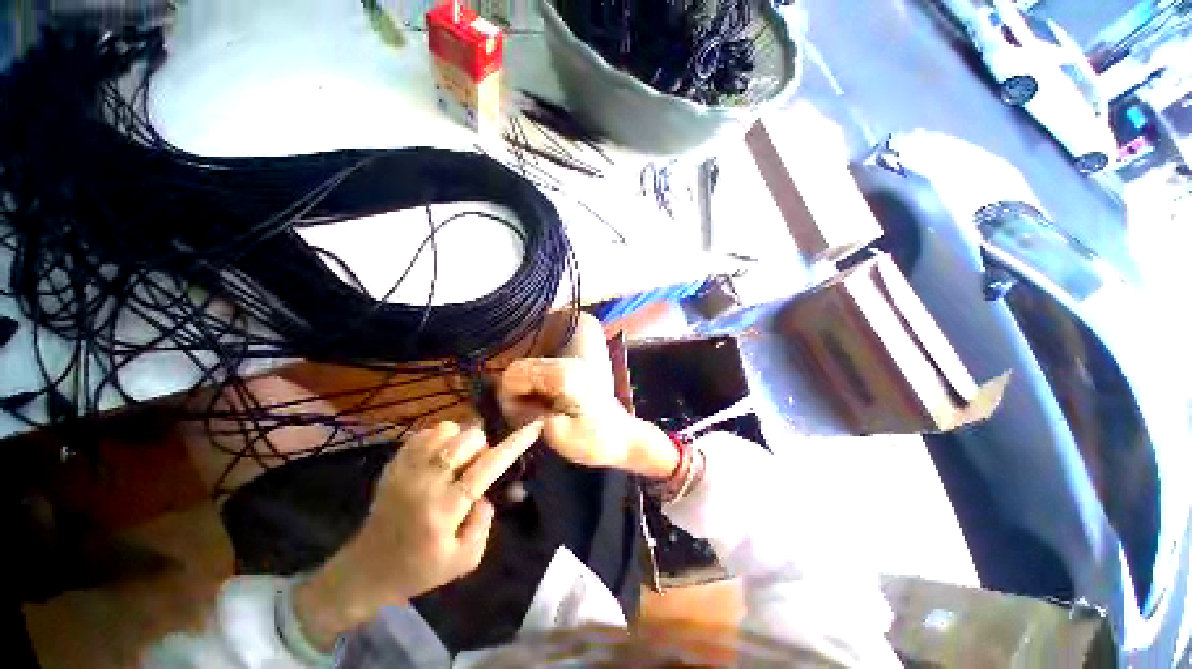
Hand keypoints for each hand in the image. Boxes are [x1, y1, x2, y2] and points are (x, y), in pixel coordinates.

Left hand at [294, 420, 542, 649]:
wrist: (368, 568)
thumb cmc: (420, 569)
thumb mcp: (465, 560)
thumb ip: (484, 523)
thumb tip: (485, 493)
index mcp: (445, 510)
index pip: (486, 468)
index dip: (513, 444)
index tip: (534, 426)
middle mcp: (424, 483)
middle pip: (467, 439)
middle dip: (481, 446)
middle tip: (475, 467)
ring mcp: (405, 469)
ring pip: (447, 429)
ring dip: (461, 440)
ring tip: (455, 462)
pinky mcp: (393, 463)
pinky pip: (426, 432)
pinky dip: (440, 438)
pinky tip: (437, 459)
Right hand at [499, 358, 677, 477]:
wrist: (624, 436)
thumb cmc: (597, 442)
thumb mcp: (566, 439)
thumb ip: (538, 421)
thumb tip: (524, 410)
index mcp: (564, 377)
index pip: (516, 374)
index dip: (510, 396)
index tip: (525, 418)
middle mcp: (566, 363)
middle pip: (519, 368)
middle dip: (516, 393)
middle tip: (531, 416)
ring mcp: (570, 363)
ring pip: (527, 368)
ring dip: (525, 390)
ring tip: (540, 412)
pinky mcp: (571, 369)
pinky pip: (539, 372)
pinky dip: (535, 388)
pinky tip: (547, 404)